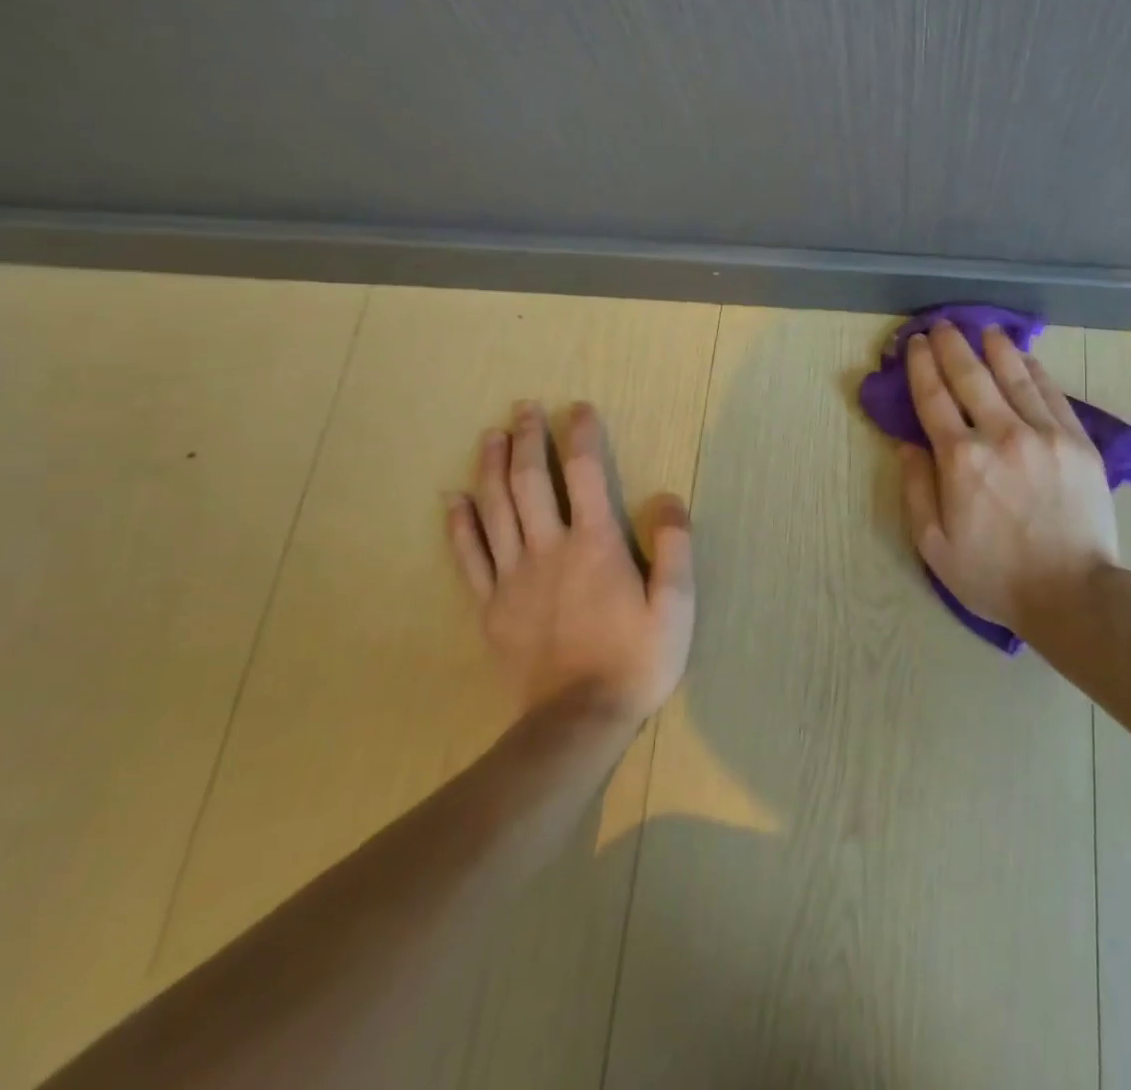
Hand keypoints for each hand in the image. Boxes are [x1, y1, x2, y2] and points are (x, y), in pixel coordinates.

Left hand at [447, 401, 693, 724]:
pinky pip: (470, 557)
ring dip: (490, 468)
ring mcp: (513, 578)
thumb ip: (674, 547)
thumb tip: (667, 497)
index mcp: (596, 545)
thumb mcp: (676, 605)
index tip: (578, 408)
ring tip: (490, 436)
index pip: (585, 474)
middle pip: (530, 482)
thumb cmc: (636, 660)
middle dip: (527, 440)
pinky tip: (454, 500)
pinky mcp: (491, 607)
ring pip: (495, 510)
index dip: (581, 436)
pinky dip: (460, 525)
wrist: (577, 722)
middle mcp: (549, 550)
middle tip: (524, 408)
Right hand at [898, 322, 1118, 630]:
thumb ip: (916, 490)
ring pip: (1015, 376)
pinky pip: (1052, 394)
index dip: (922, 366)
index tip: (917, 343)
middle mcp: (1001, 434)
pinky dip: (1035, 371)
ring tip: (985, 330)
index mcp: (961, 460)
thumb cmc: (994, 575)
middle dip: (953, 346)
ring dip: (996, 348)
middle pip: (971, 376)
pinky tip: (1026, 358)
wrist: (1072, 593)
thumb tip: (907, 445)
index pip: (934, 398)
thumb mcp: (934, 545)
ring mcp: (1045, 434)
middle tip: (944, 325)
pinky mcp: (1078, 441)